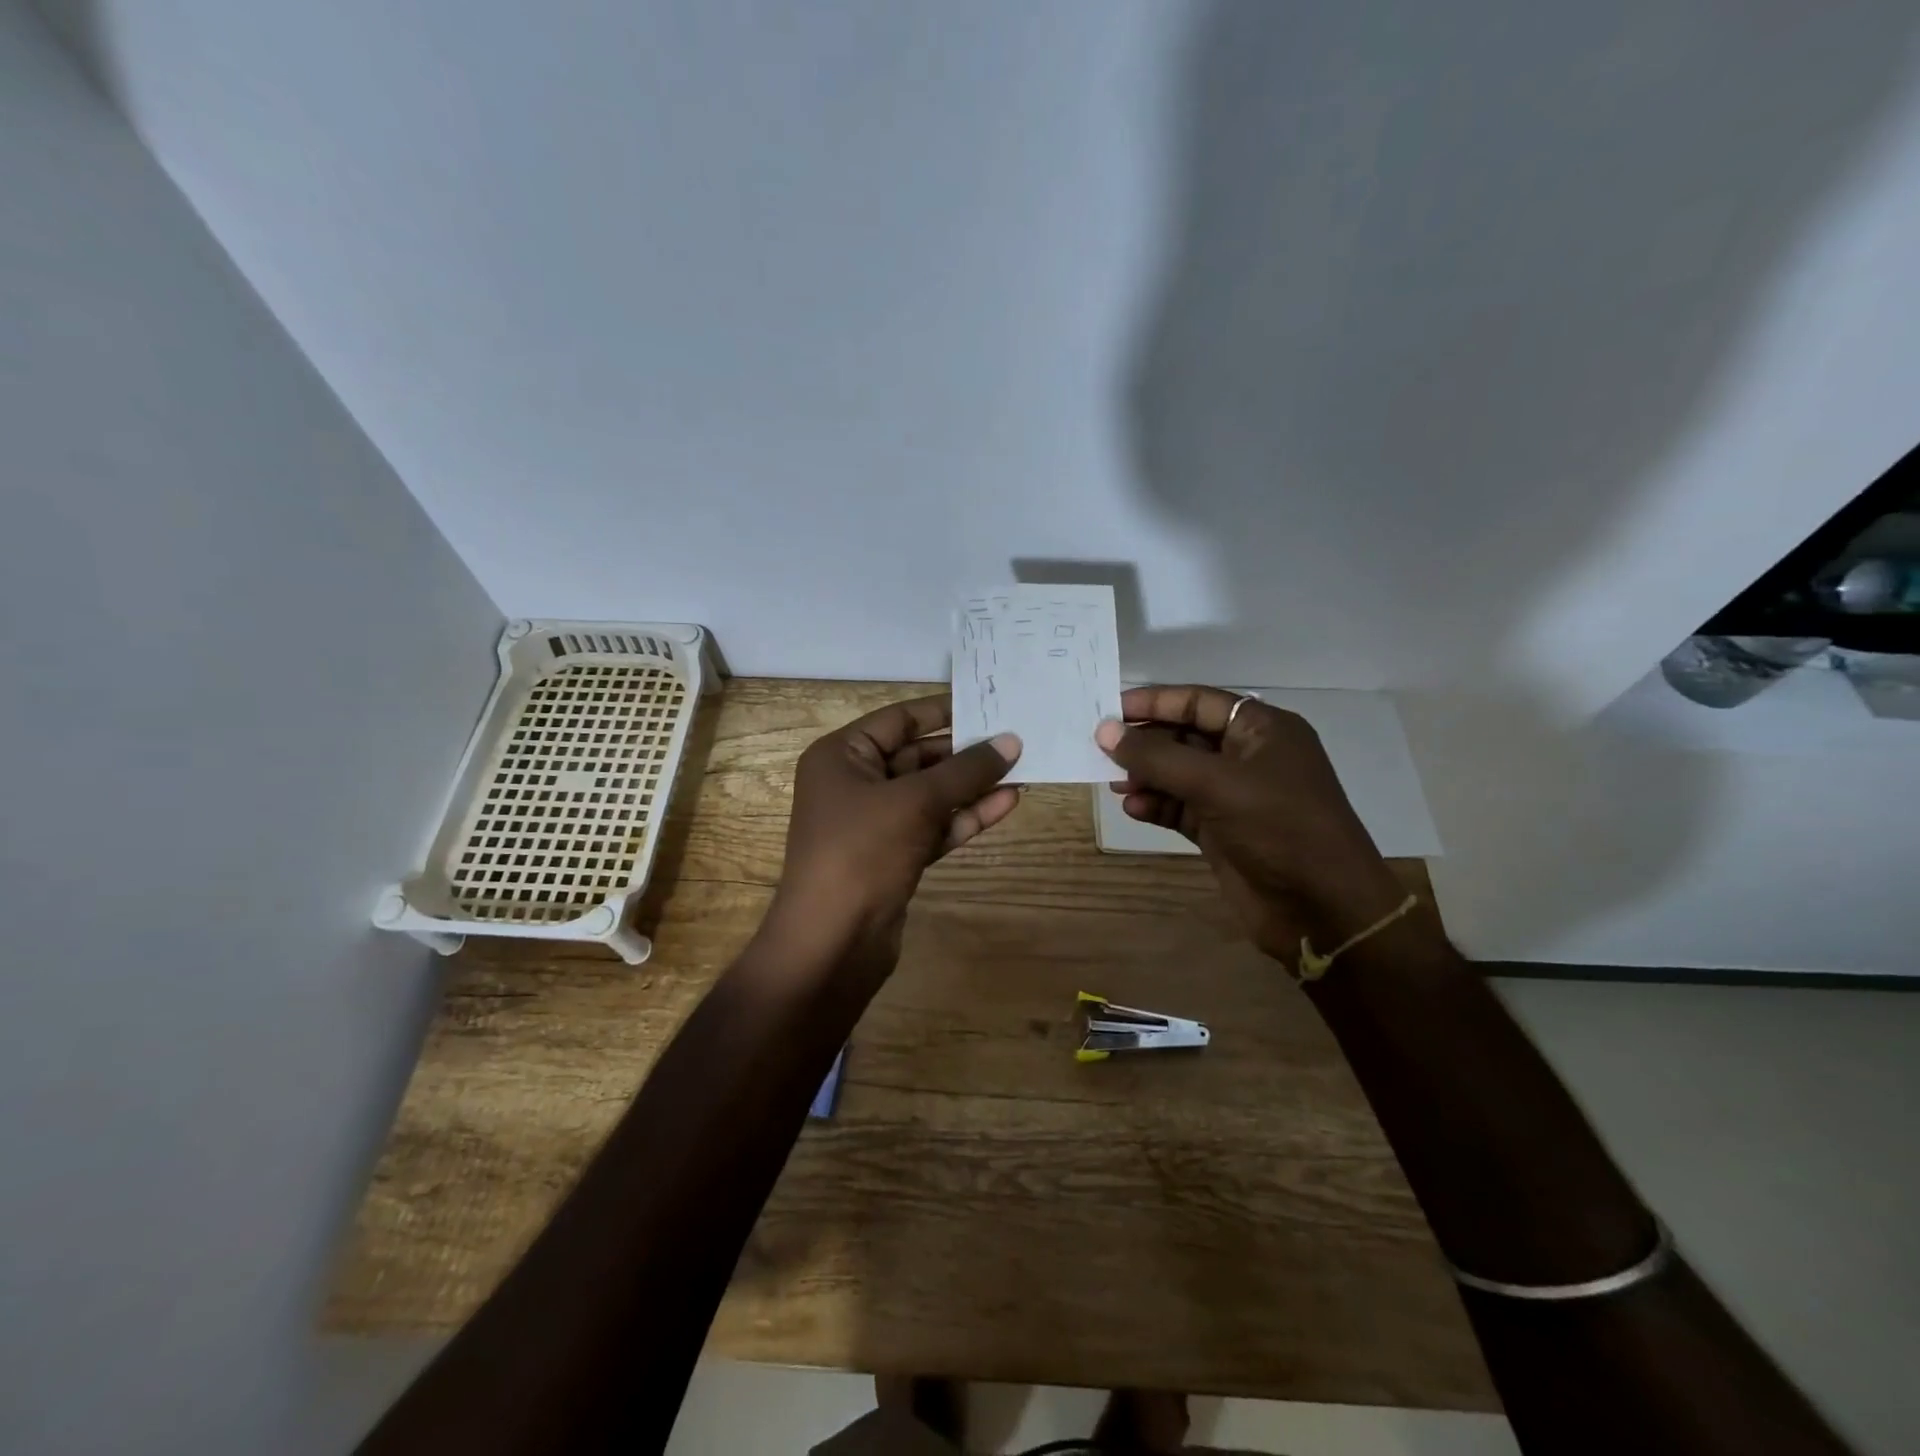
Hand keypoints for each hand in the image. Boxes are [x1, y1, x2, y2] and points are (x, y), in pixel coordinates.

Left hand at [770, 694, 1021, 976]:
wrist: (833, 942)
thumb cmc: (862, 852)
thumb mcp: (915, 802)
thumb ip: (966, 770)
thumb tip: (1011, 741)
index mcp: (842, 756)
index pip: (899, 720)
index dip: (944, 711)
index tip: (989, 704)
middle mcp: (855, 783)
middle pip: (917, 756)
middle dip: (965, 752)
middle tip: (1017, 740)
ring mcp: (875, 823)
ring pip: (931, 794)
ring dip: (972, 785)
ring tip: (1023, 769)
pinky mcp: (894, 856)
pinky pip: (934, 826)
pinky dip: (966, 816)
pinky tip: (1007, 803)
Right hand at [1096, 685, 1408, 963]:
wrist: (1322, 909)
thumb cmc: (1278, 827)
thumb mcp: (1215, 783)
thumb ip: (1157, 756)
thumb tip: (1105, 730)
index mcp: (1262, 729)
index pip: (1199, 701)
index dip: (1154, 702)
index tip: (1109, 710)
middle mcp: (1249, 757)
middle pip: (1185, 736)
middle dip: (1146, 743)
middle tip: (1101, 749)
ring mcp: (1236, 796)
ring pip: (1179, 775)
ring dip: (1147, 777)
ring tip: (1114, 783)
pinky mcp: (1223, 831)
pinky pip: (1180, 808)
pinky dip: (1157, 806)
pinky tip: (1134, 809)